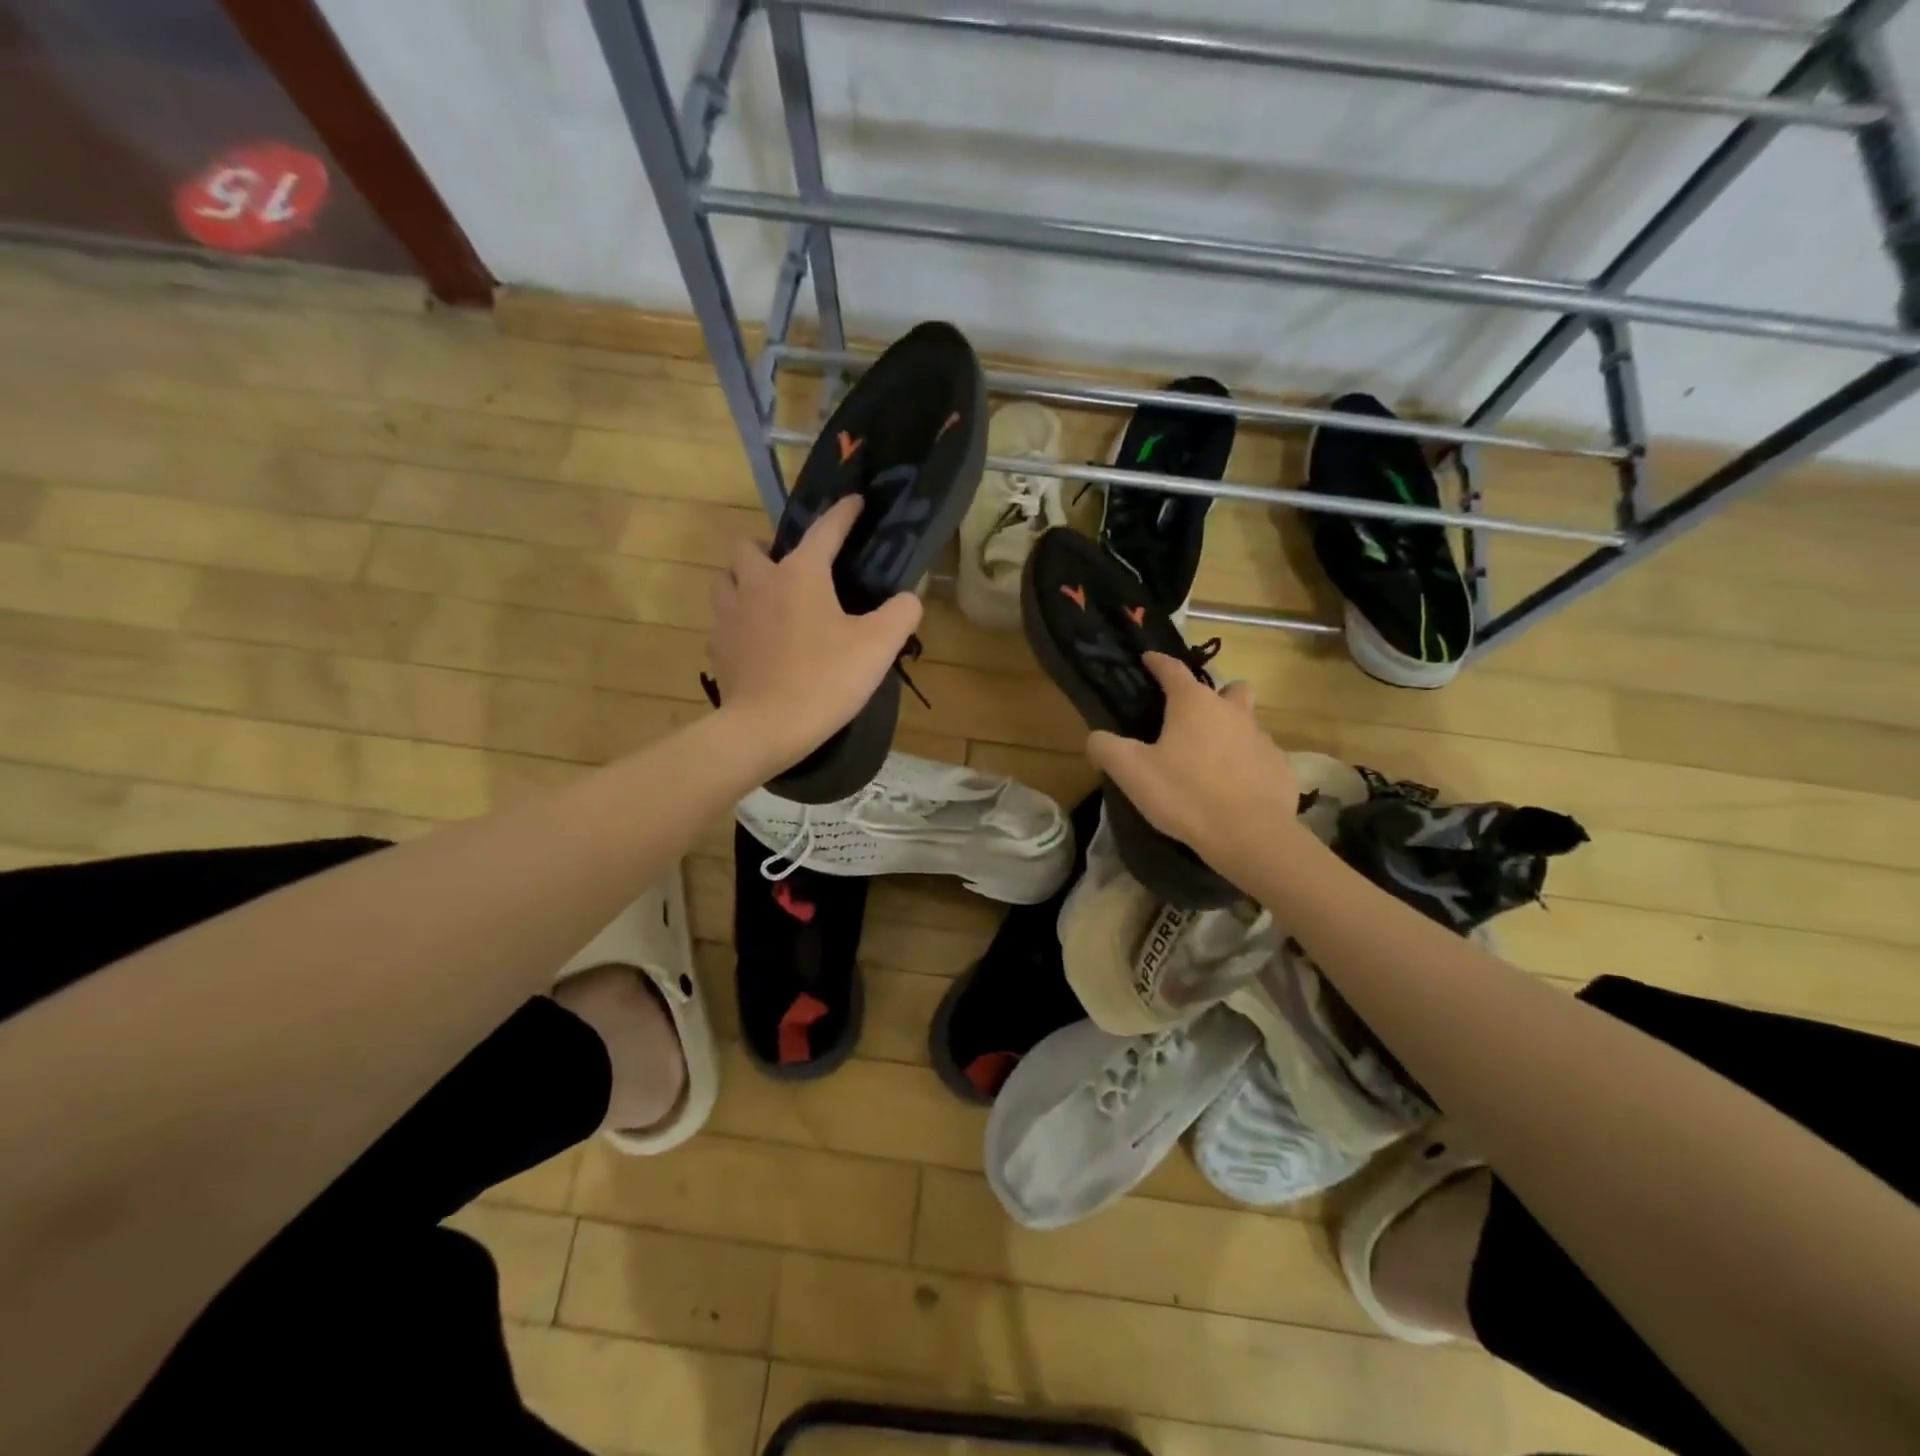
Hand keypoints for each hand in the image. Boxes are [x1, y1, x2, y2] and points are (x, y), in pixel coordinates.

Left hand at [706, 495, 923, 770]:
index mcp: (800, 574)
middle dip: (768, 548)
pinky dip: (737, 621)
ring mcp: (730, 615)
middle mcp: (758, 583)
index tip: (855, 502)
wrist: (767, 727)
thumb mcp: (878, 645)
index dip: (843, 514)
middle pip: (749, 546)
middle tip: (791, 569)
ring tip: (765, 598)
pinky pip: (722, 621)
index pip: (824, 530)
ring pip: (725, 579)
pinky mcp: (718, 648)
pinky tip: (754, 639)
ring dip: (743, 579)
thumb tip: (908, 599)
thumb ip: (901, 613)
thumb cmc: (826, 679)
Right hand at [1087, 653, 1303, 876]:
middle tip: (1194, 717)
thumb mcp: (1131, 772)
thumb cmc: (1184, 794)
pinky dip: (1248, 764)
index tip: (1149, 659)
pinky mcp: (1280, 767)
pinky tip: (1235, 787)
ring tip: (1212, 757)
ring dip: (1232, 730)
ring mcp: (1262, 738)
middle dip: (1213, 694)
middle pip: (1228, 688)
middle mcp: (1232, 711)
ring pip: (1248, 721)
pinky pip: (1262, 756)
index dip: (1158, 662)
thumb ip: (1106, 748)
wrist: (1248, 834)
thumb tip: (1097, 738)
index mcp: (1194, 704)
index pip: (1173, 669)